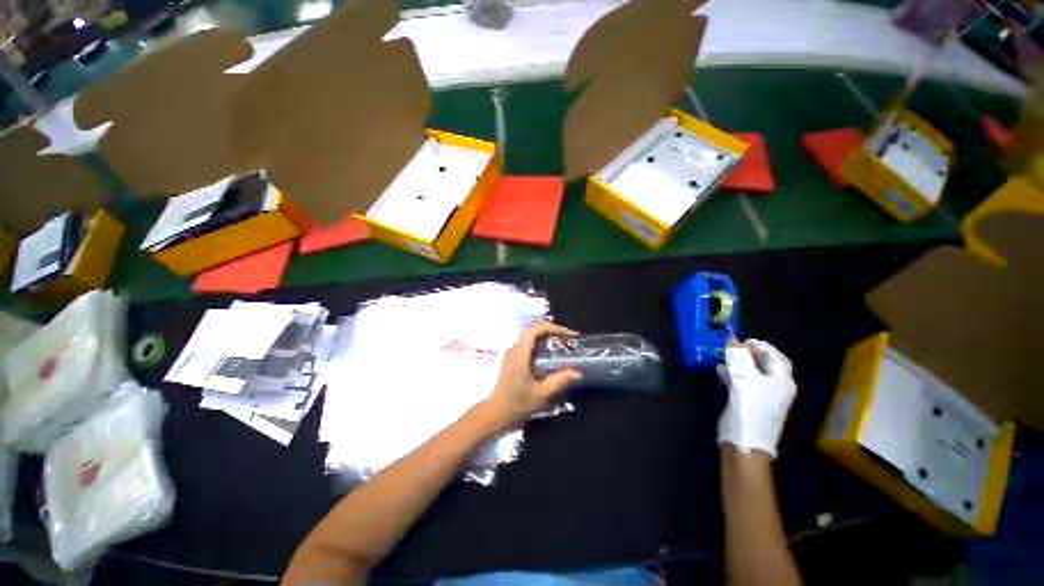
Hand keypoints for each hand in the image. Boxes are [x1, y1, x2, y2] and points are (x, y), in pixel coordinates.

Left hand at [482, 321, 582, 427]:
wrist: (495, 413)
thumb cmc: (517, 403)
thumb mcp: (541, 393)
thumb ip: (559, 380)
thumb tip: (578, 372)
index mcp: (520, 353)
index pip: (535, 329)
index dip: (553, 328)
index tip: (569, 335)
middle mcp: (515, 349)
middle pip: (533, 329)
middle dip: (551, 329)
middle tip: (568, 337)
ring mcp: (512, 354)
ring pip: (530, 336)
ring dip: (546, 335)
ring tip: (562, 343)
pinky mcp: (513, 360)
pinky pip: (528, 344)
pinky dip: (541, 343)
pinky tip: (551, 354)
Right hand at [716, 339, 796, 457]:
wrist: (745, 439)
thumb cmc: (751, 407)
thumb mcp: (745, 379)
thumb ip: (738, 357)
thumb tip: (732, 338)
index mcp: (782, 380)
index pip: (775, 357)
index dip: (761, 346)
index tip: (743, 340)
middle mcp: (776, 386)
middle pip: (763, 364)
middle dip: (748, 354)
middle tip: (731, 347)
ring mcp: (762, 395)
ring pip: (751, 372)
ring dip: (738, 363)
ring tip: (723, 356)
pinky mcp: (749, 401)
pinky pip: (742, 382)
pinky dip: (732, 374)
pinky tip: (720, 370)